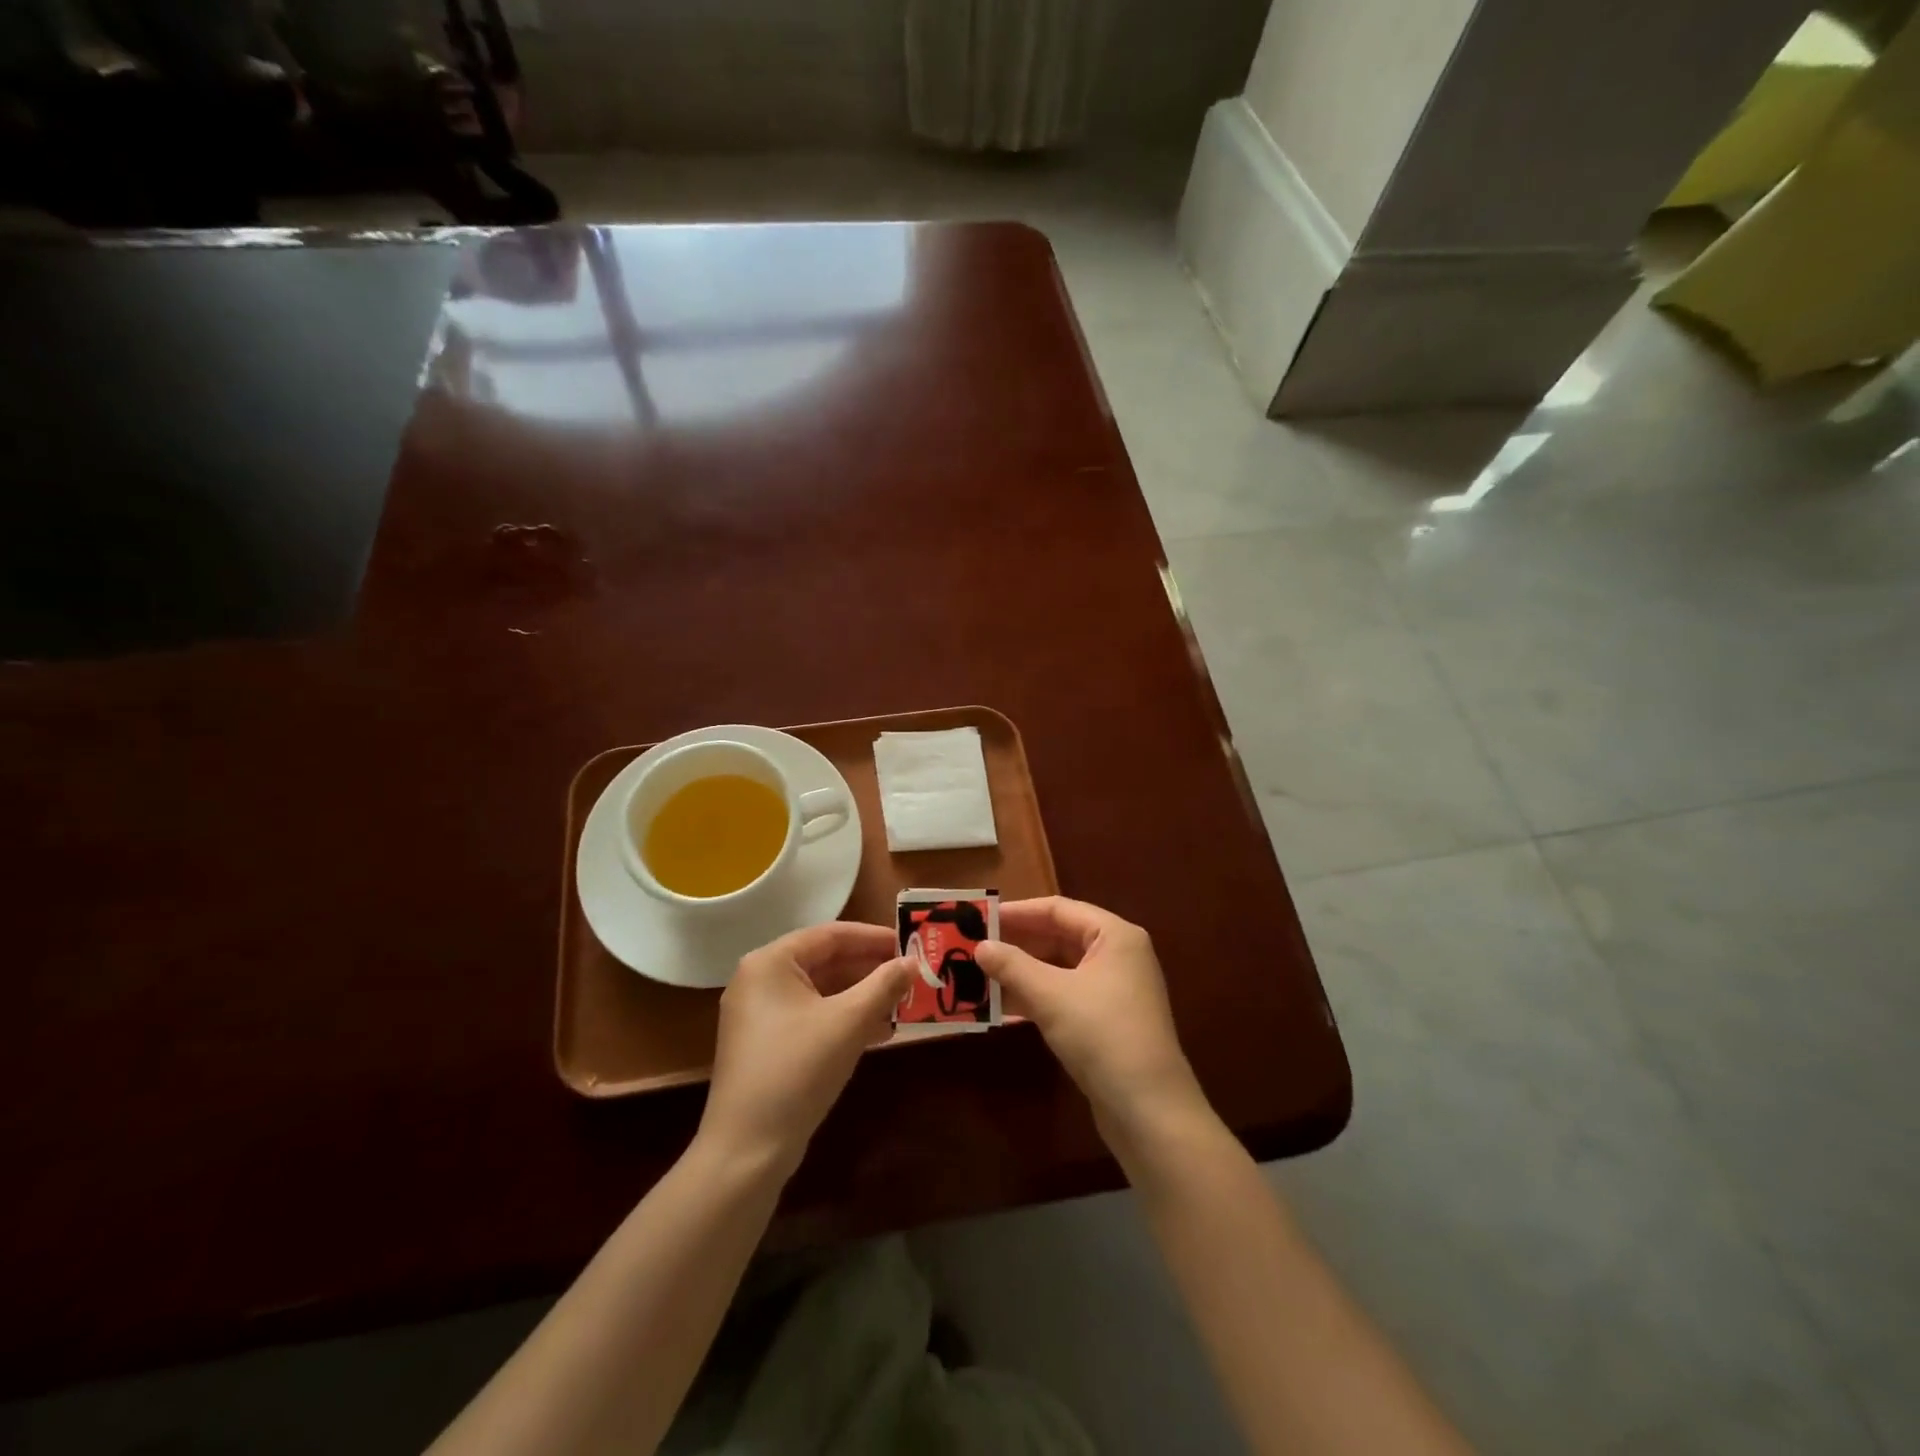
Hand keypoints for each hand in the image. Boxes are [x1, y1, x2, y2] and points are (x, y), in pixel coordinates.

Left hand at [698, 922, 914, 1179]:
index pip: (830, 934)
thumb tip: (913, 961)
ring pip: (821, 991)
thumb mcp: (848, 1022)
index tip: (909, 943)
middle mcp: (760, 980)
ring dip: (861, 995)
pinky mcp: (766, 1045)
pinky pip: (812, 1017)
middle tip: (911, 972)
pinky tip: (879, 1031)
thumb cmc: (797, 1070)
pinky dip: (843, 1019)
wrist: (747, 1151)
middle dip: (870, 968)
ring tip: (903, 1001)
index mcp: (770, 962)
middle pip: (825, 961)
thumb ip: (884, 985)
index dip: (873, 937)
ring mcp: (760, 1015)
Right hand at [976, 897, 1204, 1145]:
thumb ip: (1012, 966)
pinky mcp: (1107, 1021)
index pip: (1058, 909)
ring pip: (1060, 969)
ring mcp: (1114, 990)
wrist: (1149, 1111)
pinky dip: (1036, 997)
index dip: (1018, 911)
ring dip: (1022, 973)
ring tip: (979, 975)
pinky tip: (1002, 1007)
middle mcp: (1118, 955)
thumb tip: (980, 946)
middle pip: (1059, 937)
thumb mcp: (1051, 996)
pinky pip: (1065, 996)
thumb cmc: (1102, 1035)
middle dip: (1017, 943)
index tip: (980, 917)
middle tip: (975, 946)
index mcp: (1115, 935)